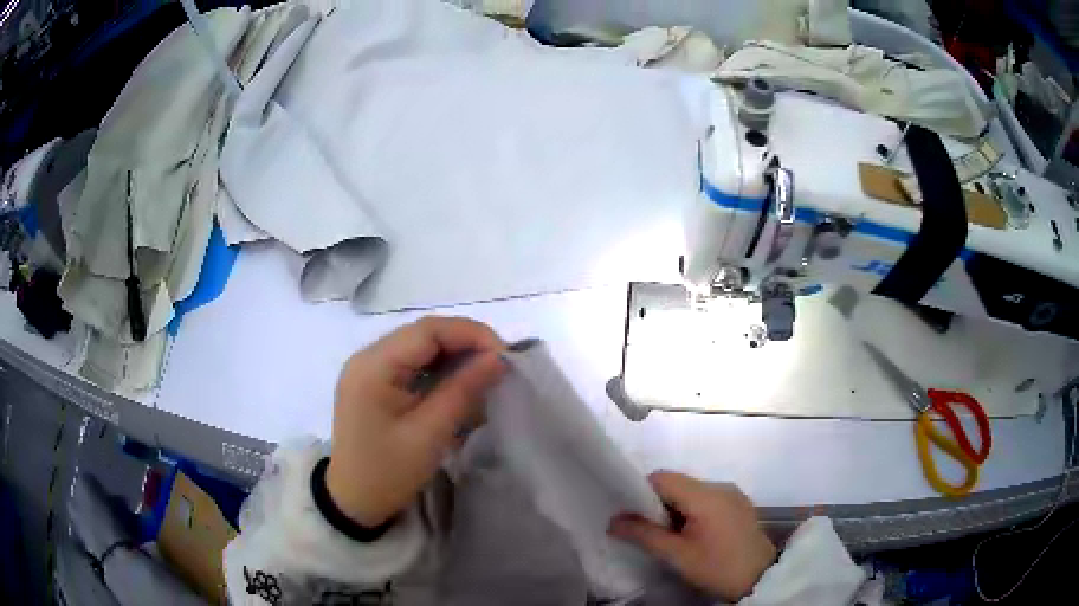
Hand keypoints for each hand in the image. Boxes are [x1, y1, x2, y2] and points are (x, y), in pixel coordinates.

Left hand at [326, 316, 505, 527]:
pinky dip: (438, 369)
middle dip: (465, 343)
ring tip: (484, 374)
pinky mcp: (373, 383)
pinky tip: (458, 385)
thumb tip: (499, 358)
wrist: (353, 501)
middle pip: (423, 334)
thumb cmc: (388, 472)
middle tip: (499, 365)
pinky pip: (411, 364)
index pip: (427, 330)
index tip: (505, 355)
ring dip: (453, 356)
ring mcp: (368, 369)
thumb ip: (464, 390)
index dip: (470, 334)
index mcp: (373, 366)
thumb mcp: (430, 434)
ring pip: (419, 347)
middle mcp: (367, 357)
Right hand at [609, 472, 776, 601]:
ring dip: (675, 508)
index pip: (663, 478)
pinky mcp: (739, 504)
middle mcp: (720, 486)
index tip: (631, 515)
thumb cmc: (716, 567)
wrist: (761, 578)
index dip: (641, 492)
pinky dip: (693, 510)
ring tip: (669, 536)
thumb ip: (644, 535)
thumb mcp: (677, 555)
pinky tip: (692, 534)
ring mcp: (732, 494)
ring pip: (692, 491)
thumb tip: (613, 521)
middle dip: (657, 503)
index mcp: (705, 495)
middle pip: (677, 483)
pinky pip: (707, 499)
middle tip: (647, 530)